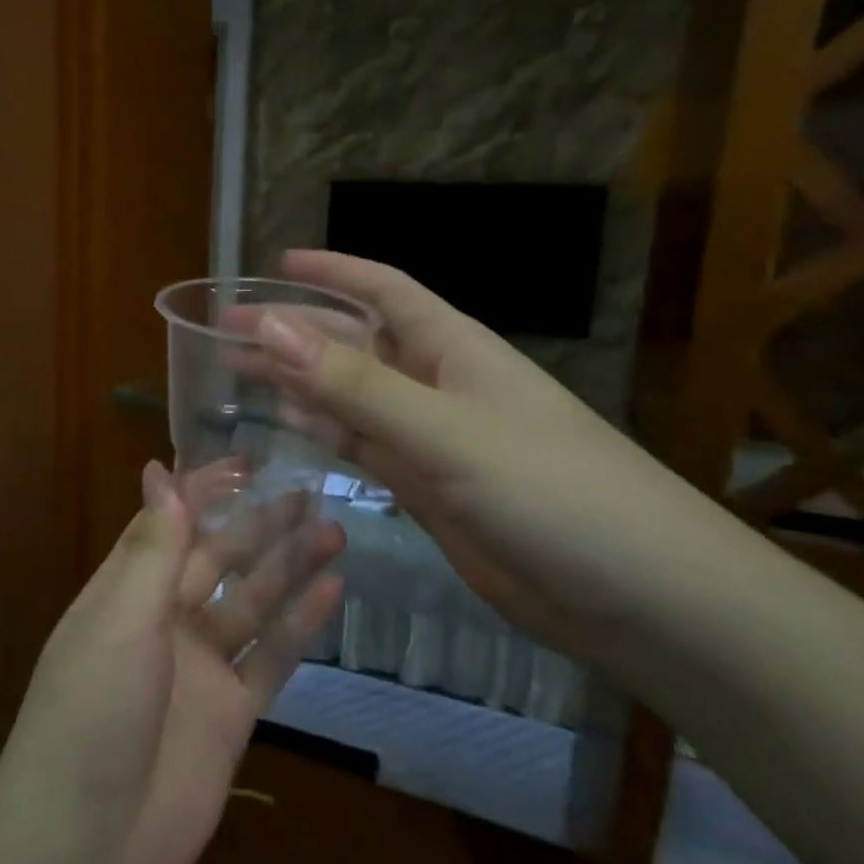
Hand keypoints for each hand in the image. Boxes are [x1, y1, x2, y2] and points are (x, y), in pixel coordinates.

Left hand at [0, 463, 344, 863]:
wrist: (89, 842)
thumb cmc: (92, 711)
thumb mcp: (121, 618)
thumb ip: (152, 548)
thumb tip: (160, 471)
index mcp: (125, 591)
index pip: (167, 524)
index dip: (203, 491)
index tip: (246, 462)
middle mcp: (162, 621)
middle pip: (217, 559)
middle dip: (257, 526)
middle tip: (308, 492)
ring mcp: (199, 668)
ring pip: (251, 603)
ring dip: (287, 568)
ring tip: (332, 532)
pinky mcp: (231, 713)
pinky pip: (271, 658)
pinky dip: (300, 626)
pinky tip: (332, 593)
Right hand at [249, 250, 722, 667]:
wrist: (638, 598)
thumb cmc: (551, 492)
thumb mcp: (446, 431)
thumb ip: (356, 385)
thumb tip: (272, 326)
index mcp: (453, 349)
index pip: (383, 291)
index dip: (331, 273)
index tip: (274, 265)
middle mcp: (438, 384)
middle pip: (354, 343)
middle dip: (294, 332)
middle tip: (225, 330)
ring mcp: (432, 438)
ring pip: (351, 397)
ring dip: (299, 382)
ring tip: (238, 372)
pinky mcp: (427, 488)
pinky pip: (363, 446)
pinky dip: (324, 432)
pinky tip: (288, 423)